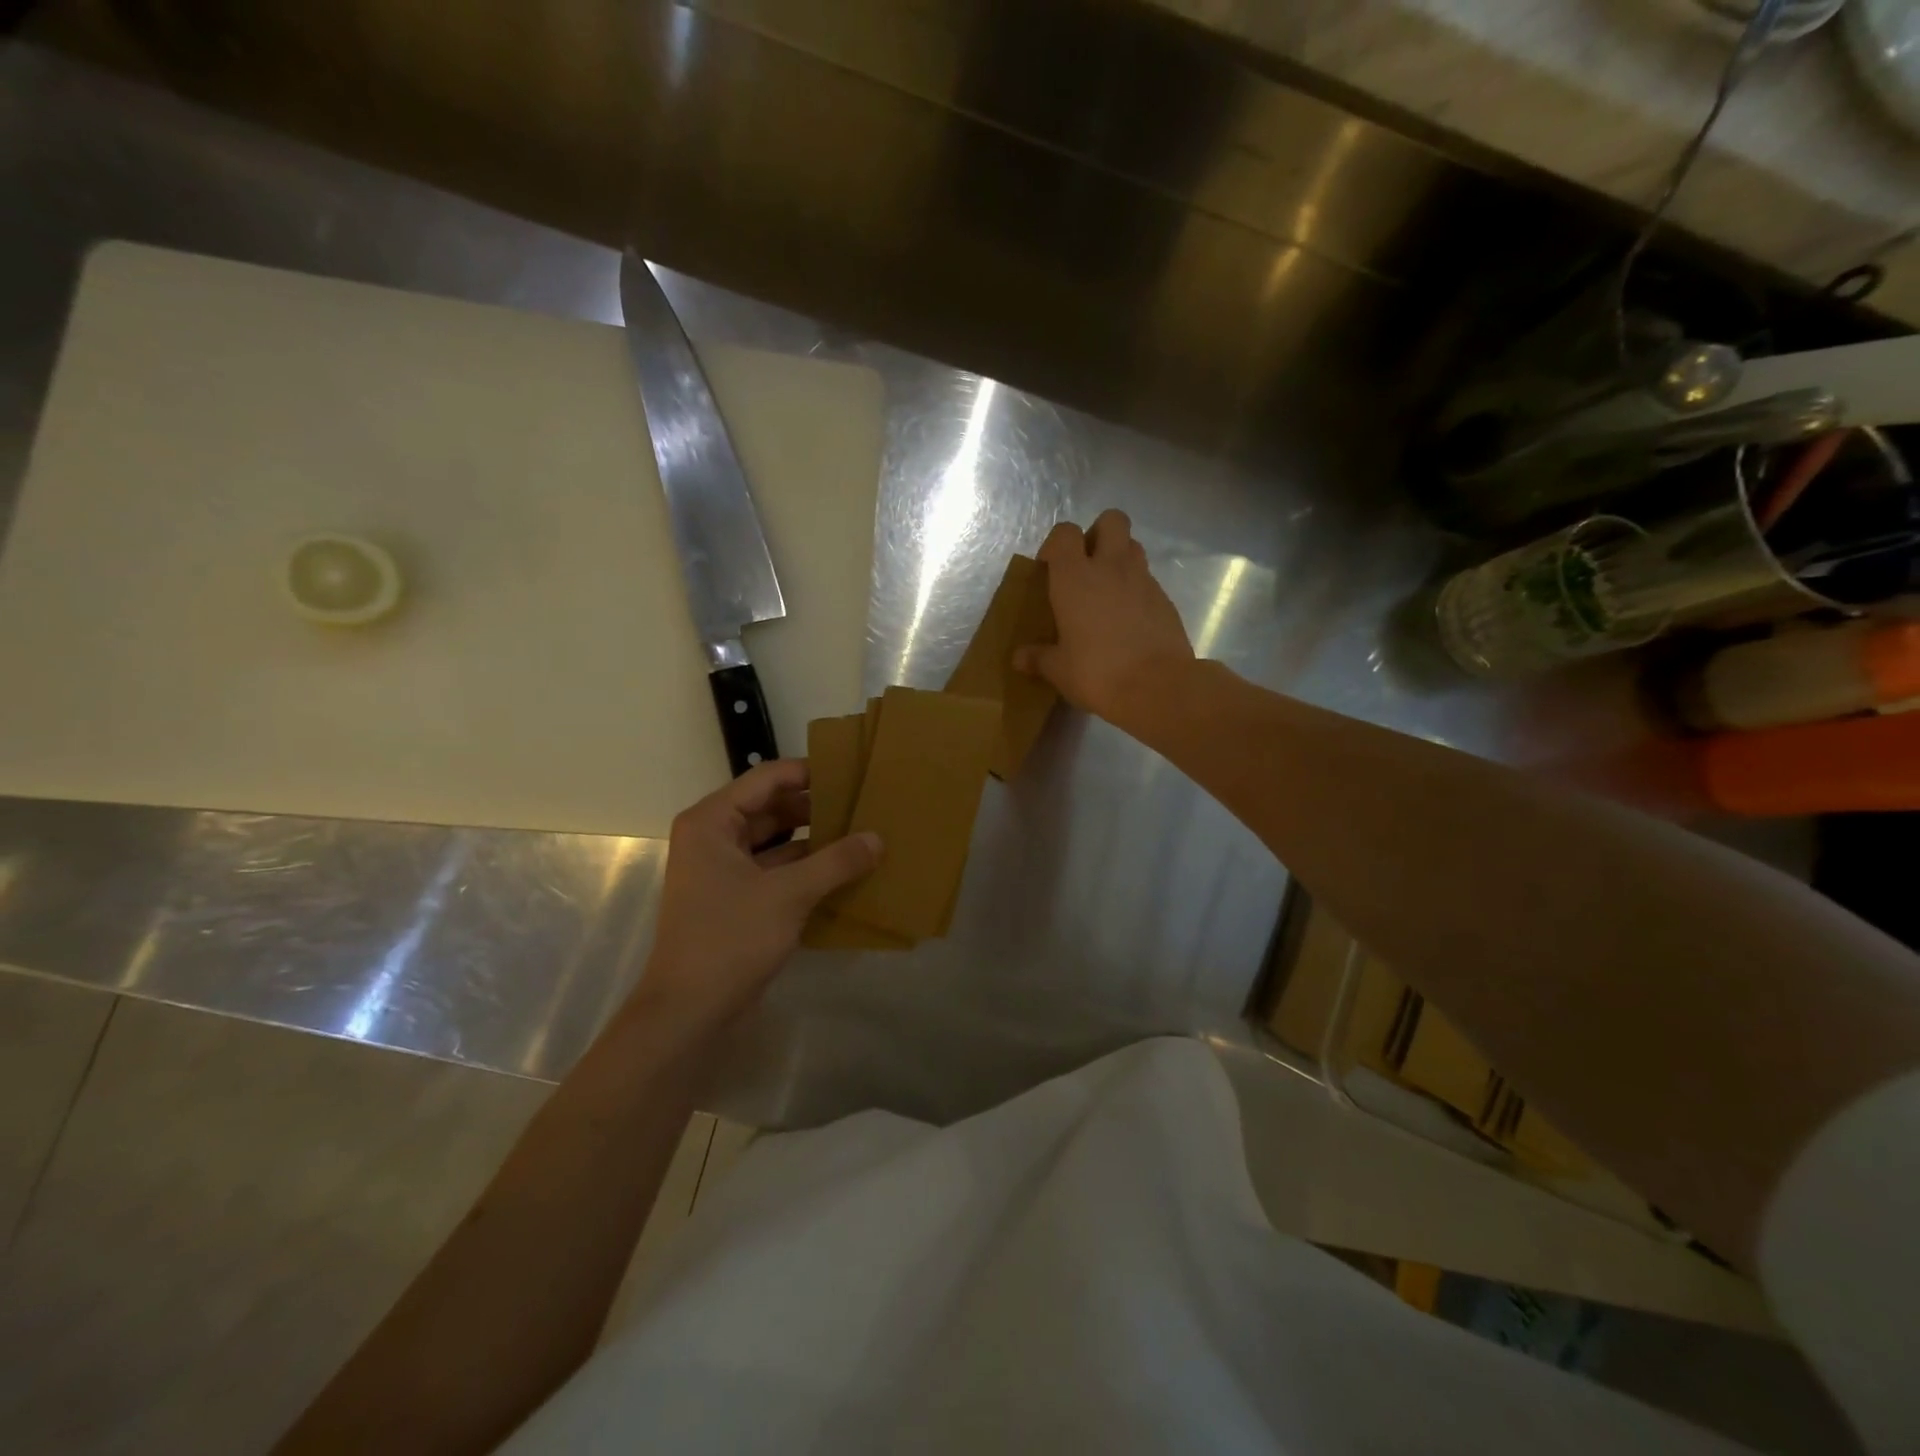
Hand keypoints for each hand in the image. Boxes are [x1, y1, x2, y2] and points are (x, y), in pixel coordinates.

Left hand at [636, 760, 880, 1038]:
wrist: (688, 1012)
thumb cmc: (730, 939)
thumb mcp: (789, 895)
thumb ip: (836, 862)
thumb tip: (878, 838)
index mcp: (712, 821)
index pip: (767, 778)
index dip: (809, 772)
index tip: (852, 773)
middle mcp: (714, 837)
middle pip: (772, 808)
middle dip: (816, 807)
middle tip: (864, 804)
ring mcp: (724, 870)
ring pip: (776, 841)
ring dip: (814, 840)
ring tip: (861, 834)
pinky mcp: (736, 899)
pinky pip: (776, 870)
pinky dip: (806, 869)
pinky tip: (844, 872)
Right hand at [1014, 510, 1194, 725]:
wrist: (1157, 687)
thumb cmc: (1097, 672)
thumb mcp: (1059, 670)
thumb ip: (1038, 658)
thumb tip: (1019, 659)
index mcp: (1075, 577)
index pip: (1065, 533)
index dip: (1056, 544)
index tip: (1049, 568)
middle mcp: (1111, 567)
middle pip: (1111, 520)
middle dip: (1098, 534)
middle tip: (1086, 566)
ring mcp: (1143, 580)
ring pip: (1134, 546)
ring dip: (1120, 558)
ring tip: (1107, 591)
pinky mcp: (1165, 599)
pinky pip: (1148, 580)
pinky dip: (1137, 589)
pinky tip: (1129, 620)